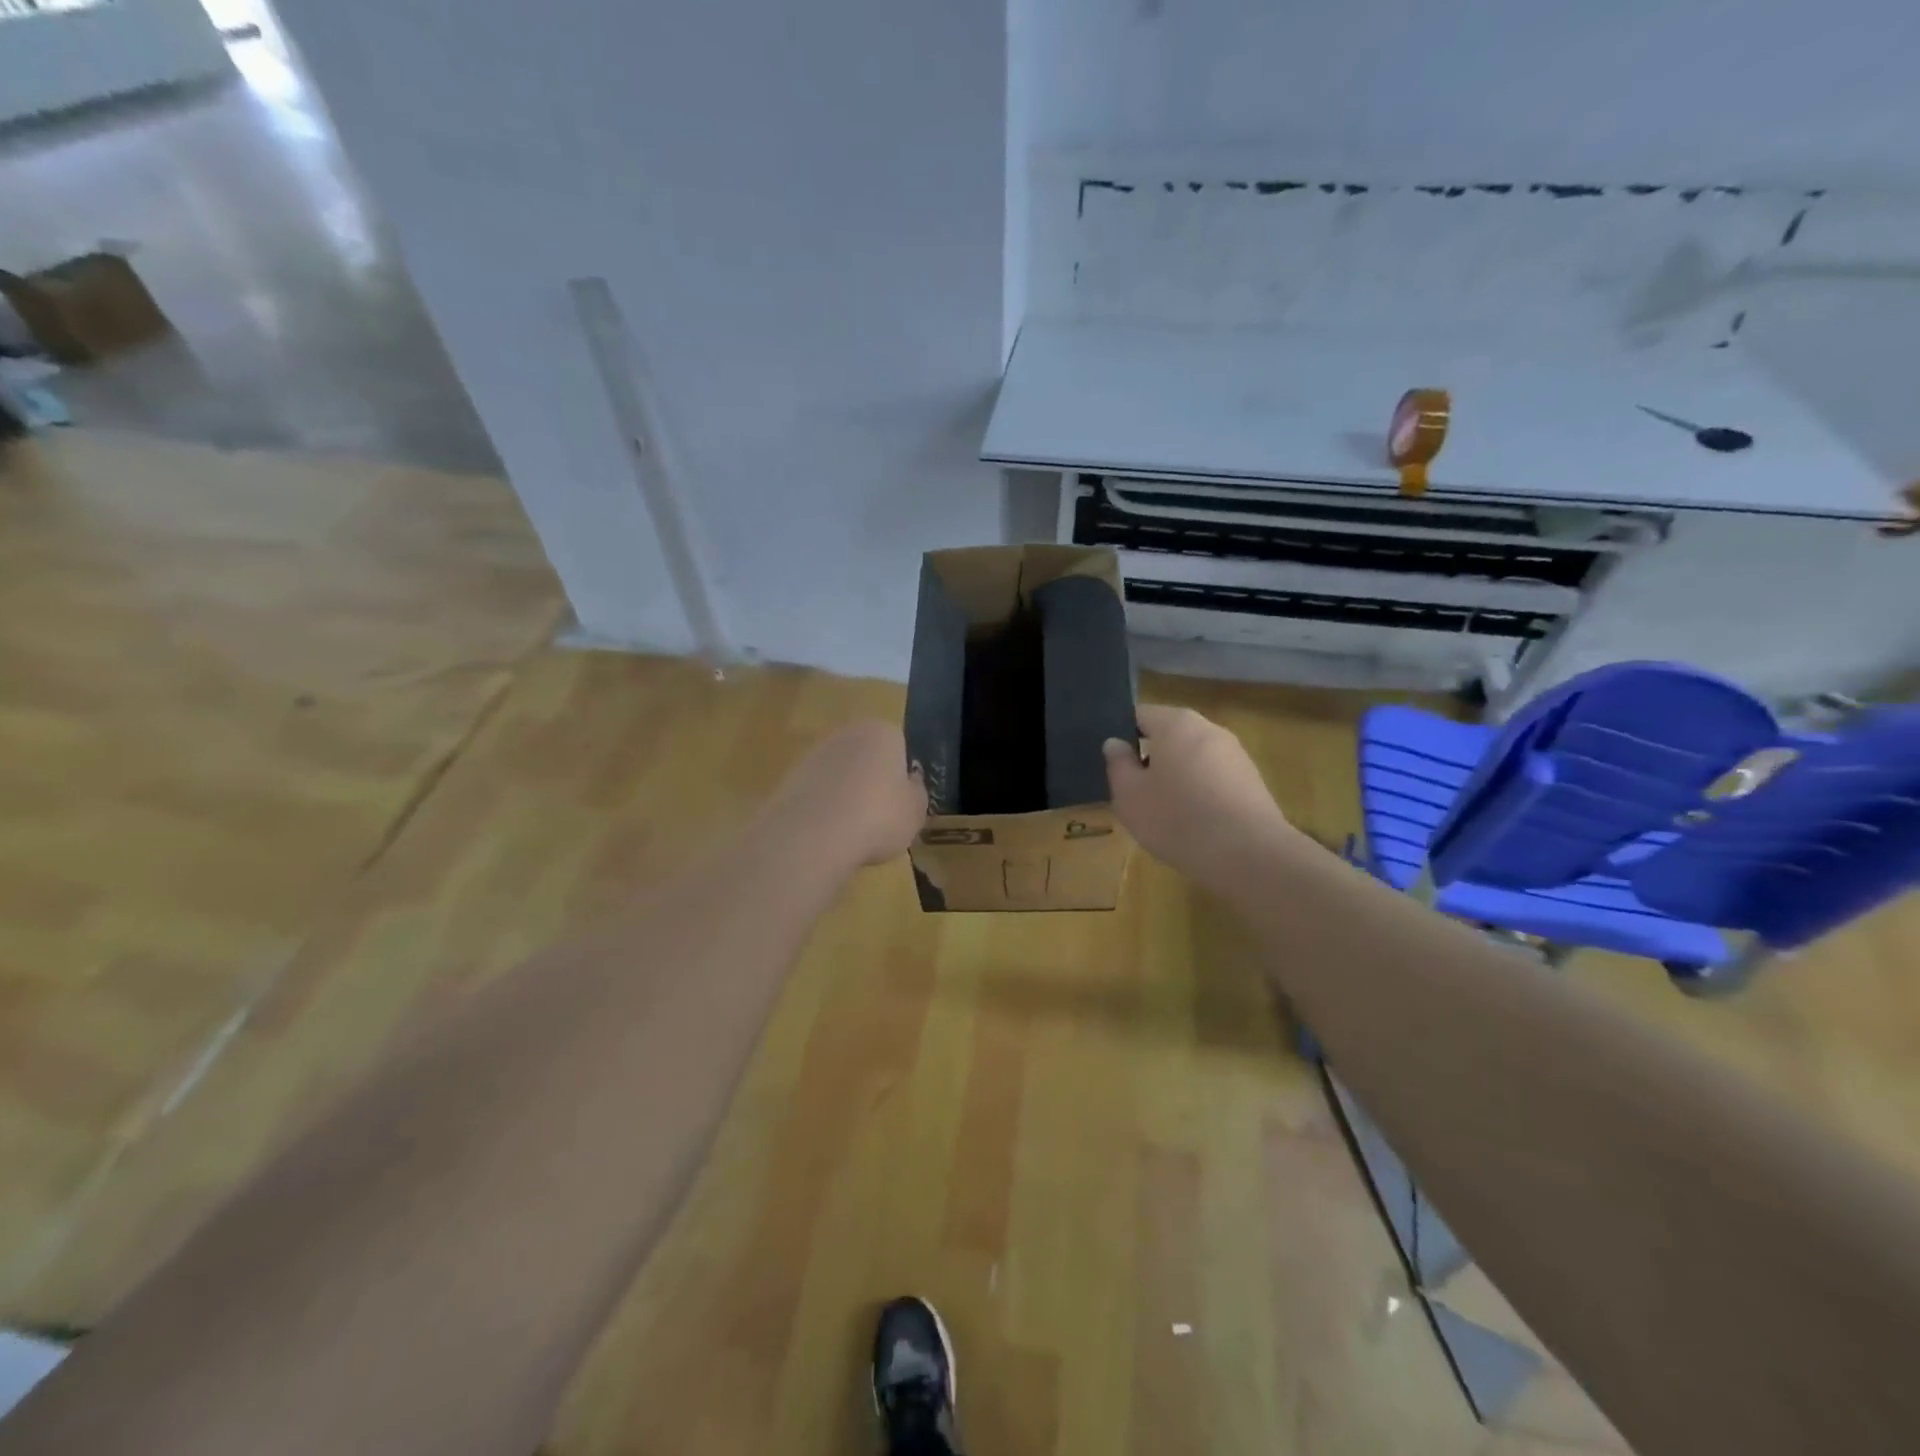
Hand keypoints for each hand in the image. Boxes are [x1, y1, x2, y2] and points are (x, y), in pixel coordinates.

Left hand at [768, 719, 926, 866]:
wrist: (812, 836)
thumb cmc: (878, 817)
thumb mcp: (915, 812)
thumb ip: (916, 793)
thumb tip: (909, 783)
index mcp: (883, 732)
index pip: (900, 746)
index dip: (902, 776)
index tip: (901, 803)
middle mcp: (847, 733)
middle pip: (867, 757)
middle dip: (872, 782)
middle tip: (879, 817)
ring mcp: (813, 754)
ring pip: (840, 775)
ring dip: (846, 796)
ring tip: (853, 832)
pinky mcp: (789, 778)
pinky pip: (817, 793)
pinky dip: (824, 810)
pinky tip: (828, 835)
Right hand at [1102, 704, 1294, 888]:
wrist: (1248, 854)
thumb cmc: (1177, 818)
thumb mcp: (1129, 796)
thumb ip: (1118, 765)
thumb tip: (1115, 743)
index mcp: (1175, 723)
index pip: (1139, 715)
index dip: (1121, 735)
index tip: (1113, 763)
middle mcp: (1208, 729)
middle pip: (1169, 735)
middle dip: (1150, 757)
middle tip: (1133, 790)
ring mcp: (1235, 754)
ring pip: (1193, 758)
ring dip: (1176, 776)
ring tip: (1162, 811)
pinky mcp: (1252, 781)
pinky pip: (1214, 779)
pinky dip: (1200, 793)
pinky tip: (1193, 822)